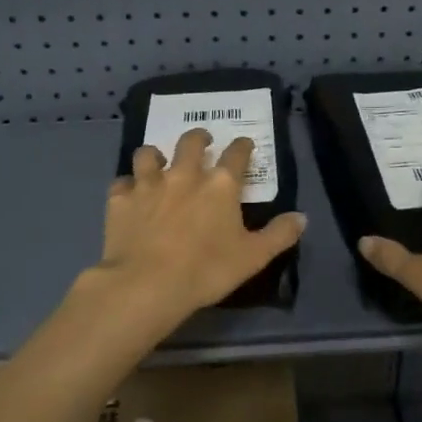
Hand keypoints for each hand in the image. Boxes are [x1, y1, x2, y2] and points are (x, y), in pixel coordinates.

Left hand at [92, 129, 306, 323]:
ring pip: (149, 154)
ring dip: (156, 155)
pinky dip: (127, 185)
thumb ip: (279, 234)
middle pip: (190, 143)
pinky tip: (129, 194)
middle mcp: (184, 175)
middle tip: (202, 140)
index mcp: (220, 185)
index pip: (236, 155)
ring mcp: (148, 184)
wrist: (148, 284)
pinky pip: (122, 182)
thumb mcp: (253, 257)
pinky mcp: (120, 200)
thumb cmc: (207, 270)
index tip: (244, 144)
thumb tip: (302, 217)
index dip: (242, 147)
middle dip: (199, 137)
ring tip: (158, 160)